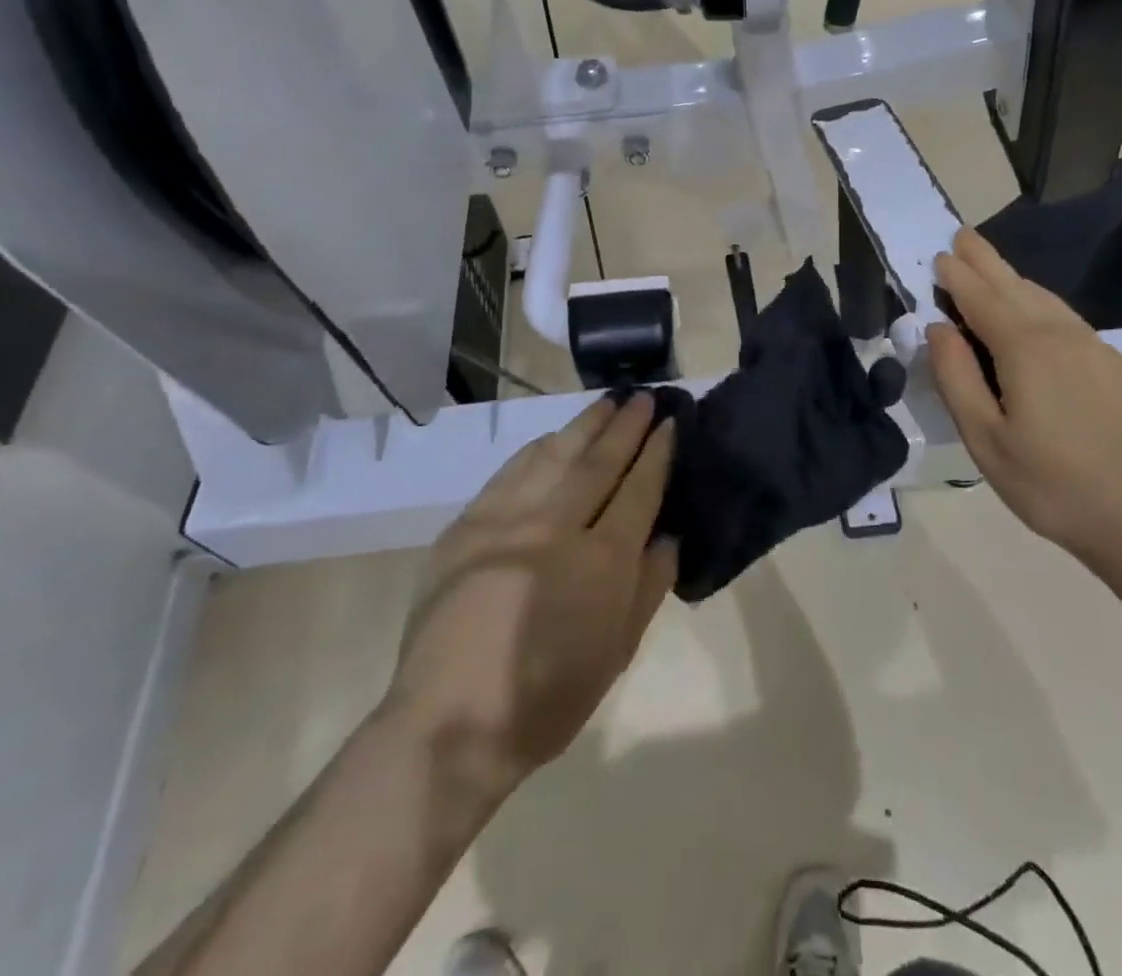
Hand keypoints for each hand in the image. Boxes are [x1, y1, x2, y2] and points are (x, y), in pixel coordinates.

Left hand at [384, 394, 677, 795]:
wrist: (450, 724)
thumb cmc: (547, 700)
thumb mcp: (617, 653)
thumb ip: (649, 587)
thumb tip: (668, 535)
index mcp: (602, 562)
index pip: (639, 490)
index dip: (658, 454)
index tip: (671, 424)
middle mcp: (557, 528)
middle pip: (600, 462)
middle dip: (627, 426)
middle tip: (645, 397)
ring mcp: (508, 521)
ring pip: (556, 456)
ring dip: (586, 426)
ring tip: (608, 403)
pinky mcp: (468, 525)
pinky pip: (510, 473)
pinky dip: (537, 449)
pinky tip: (553, 437)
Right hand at [926, 228, 1121, 572]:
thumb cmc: (1050, 483)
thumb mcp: (985, 439)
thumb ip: (957, 377)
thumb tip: (939, 328)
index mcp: (1026, 348)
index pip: (982, 298)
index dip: (958, 276)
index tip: (939, 256)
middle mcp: (1061, 333)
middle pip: (1015, 285)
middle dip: (985, 260)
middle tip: (962, 235)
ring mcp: (1093, 345)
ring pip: (1043, 298)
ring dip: (1011, 279)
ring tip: (988, 268)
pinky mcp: (1111, 363)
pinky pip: (1063, 317)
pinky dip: (1036, 302)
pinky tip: (1029, 311)